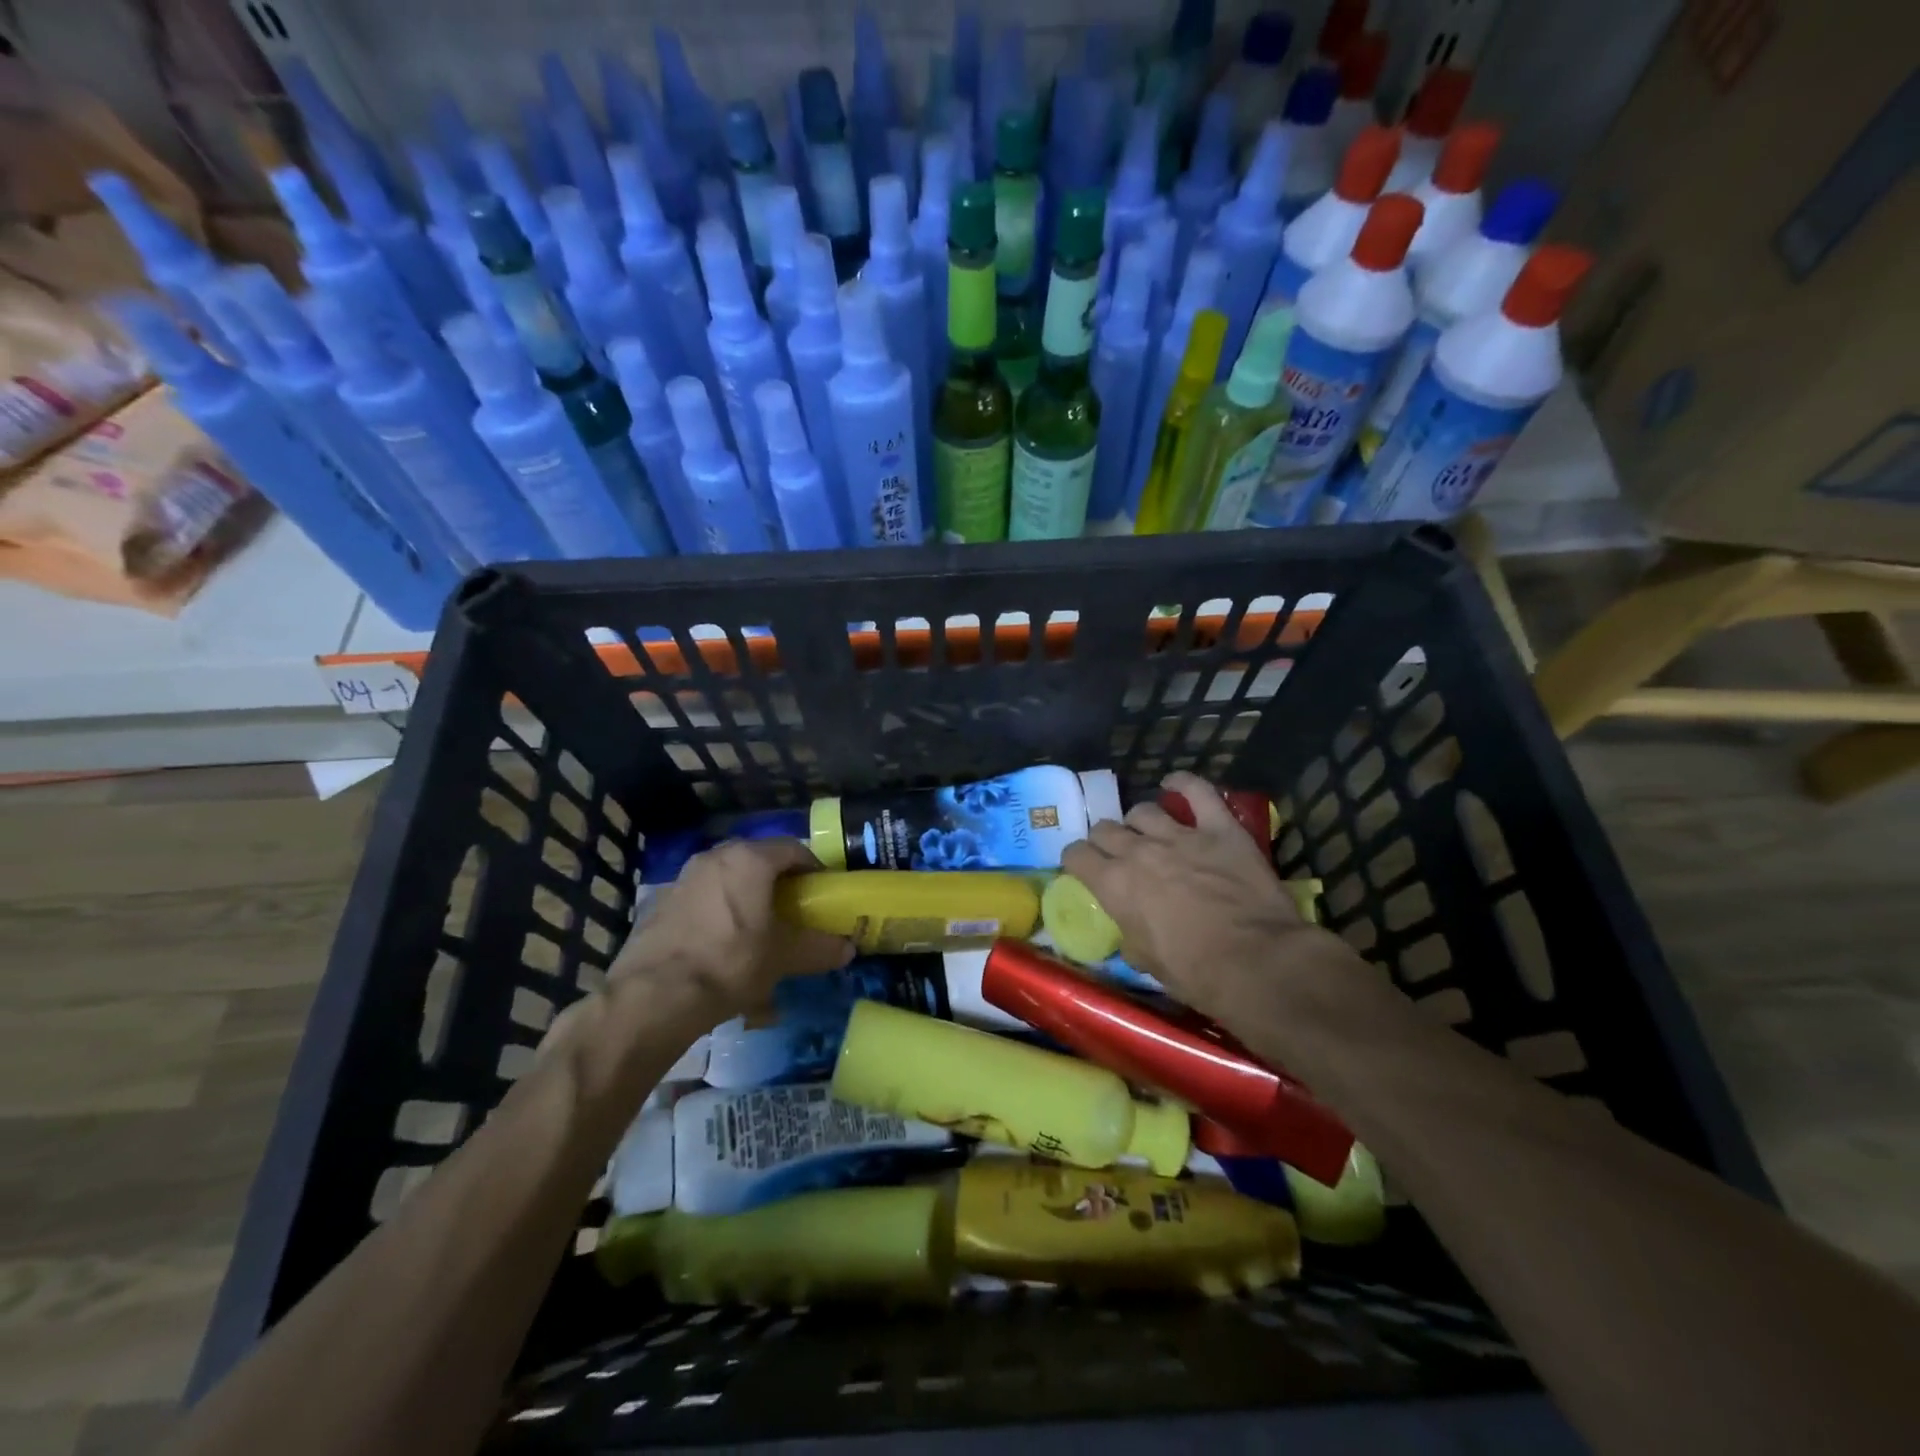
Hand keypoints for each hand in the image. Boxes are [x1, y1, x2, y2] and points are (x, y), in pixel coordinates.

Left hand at [613, 838, 853, 1018]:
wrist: (654, 996)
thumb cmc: (730, 962)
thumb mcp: (783, 957)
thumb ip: (818, 948)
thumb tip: (847, 948)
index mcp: (749, 859)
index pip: (793, 849)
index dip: (813, 868)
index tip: (822, 892)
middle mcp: (714, 858)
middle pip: (757, 863)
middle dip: (778, 886)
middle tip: (792, 913)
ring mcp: (683, 879)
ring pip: (727, 884)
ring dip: (746, 903)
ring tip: (757, 938)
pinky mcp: (660, 905)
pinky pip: (702, 904)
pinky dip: (718, 919)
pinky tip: (722, 954)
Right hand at [1059, 772, 1334, 1018]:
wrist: (1257, 962)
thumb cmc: (1196, 973)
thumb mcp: (1146, 962)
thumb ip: (1130, 934)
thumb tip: (1130, 930)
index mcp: (1115, 884)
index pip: (1076, 856)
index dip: (1077, 860)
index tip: (1084, 868)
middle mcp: (1139, 851)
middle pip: (1105, 829)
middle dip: (1105, 841)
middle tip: (1117, 855)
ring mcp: (1180, 835)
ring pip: (1143, 811)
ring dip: (1139, 823)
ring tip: (1148, 833)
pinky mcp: (1220, 828)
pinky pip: (1198, 792)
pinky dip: (1184, 783)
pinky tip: (1174, 783)